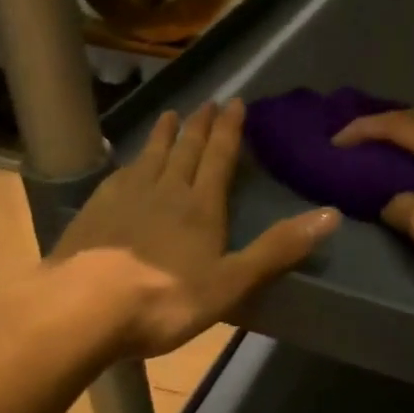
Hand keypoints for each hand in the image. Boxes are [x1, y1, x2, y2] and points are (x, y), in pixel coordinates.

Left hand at [54, 99, 339, 356]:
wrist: (81, 310)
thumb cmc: (165, 299)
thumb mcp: (232, 281)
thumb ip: (279, 248)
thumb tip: (332, 214)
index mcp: (200, 206)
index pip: (218, 157)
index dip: (229, 129)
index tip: (235, 102)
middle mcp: (165, 191)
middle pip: (185, 150)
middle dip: (199, 125)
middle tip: (206, 102)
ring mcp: (124, 199)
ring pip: (150, 157)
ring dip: (164, 135)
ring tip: (171, 115)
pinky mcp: (94, 213)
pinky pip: (119, 176)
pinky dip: (130, 162)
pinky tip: (127, 164)